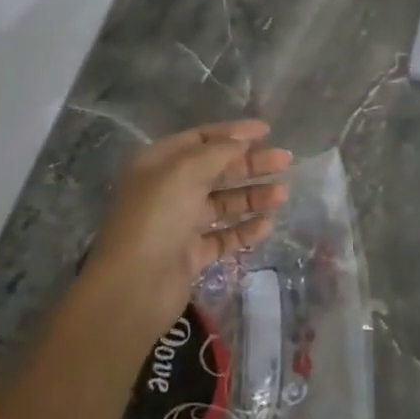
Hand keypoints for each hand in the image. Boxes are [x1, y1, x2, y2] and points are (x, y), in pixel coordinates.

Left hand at [84, 120, 291, 342]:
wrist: (134, 287)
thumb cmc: (157, 217)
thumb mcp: (186, 171)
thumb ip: (219, 151)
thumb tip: (244, 139)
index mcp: (159, 163)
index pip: (201, 139)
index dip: (234, 133)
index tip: (268, 131)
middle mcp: (168, 189)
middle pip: (216, 170)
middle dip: (250, 164)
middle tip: (285, 161)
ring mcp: (179, 224)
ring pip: (223, 203)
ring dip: (252, 196)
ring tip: (282, 194)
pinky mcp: (190, 255)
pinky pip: (223, 236)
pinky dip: (244, 229)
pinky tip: (266, 225)